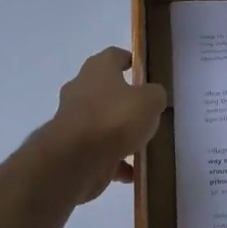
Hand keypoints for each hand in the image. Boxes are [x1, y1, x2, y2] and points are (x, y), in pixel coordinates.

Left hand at [44, 47, 168, 202]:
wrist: (76, 159)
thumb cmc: (115, 119)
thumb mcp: (150, 101)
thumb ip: (155, 95)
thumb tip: (152, 97)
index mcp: (98, 69)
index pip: (114, 55)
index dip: (128, 60)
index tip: (140, 69)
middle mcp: (81, 89)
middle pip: (104, 89)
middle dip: (122, 99)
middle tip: (144, 110)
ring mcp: (73, 119)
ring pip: (101, 122)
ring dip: (118, 132)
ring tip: (141, 144)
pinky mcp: (71, 147)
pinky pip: (98, 150)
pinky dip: (113, 160)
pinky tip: (131, 172)